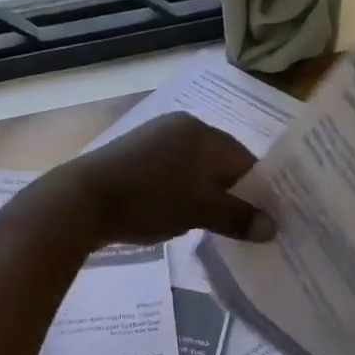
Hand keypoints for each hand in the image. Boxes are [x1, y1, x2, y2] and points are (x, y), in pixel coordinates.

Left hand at [54, 113, 273, 245]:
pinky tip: (178, 213)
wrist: (82, 199)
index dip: (259, 190)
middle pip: (220, 162)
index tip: (266, 220)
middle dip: (233, 193)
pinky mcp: (134, 155)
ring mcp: (155, 138)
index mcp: (202, 132)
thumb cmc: (149, 199)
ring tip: (212, 225)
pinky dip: (182, 192)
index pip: (245, 160)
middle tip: (243, 226)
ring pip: (195, 169)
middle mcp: (181, 127)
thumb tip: (272, 227)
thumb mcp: (199, 210)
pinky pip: (171, 173)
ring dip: (206, 194)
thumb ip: (238, 217)